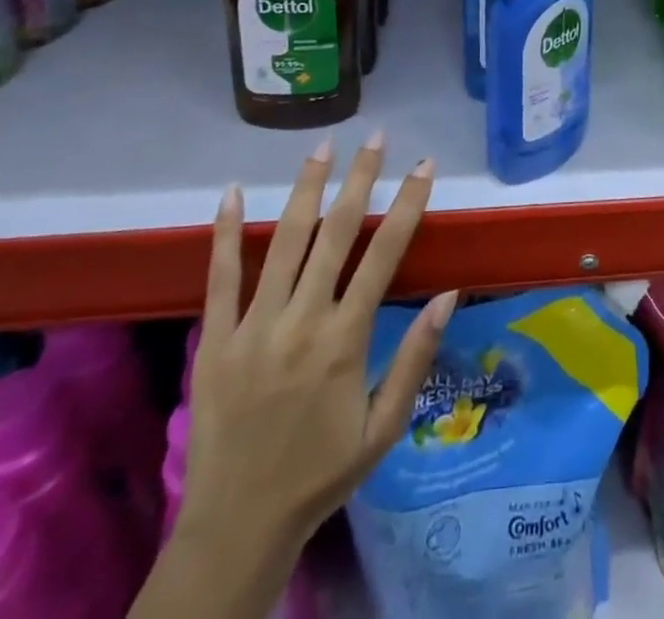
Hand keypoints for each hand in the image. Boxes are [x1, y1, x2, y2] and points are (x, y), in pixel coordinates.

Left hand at [182, 133, 455, 552]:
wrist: (236, 527)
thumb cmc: (320, 474)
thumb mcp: (383, 427)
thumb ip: (415, 359)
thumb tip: (449, 295)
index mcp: (345, 340)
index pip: (384, 254)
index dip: (408, 204)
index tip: (423, 166)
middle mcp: (301, 321)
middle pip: (336, 234)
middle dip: (360, 179)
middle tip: (376, 138)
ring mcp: (253, 327)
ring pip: (283, 242)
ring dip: (305, 190)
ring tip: (322, 148)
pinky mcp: (214, 340)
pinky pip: (219, 277)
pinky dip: (224, 233)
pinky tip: (229, 194)